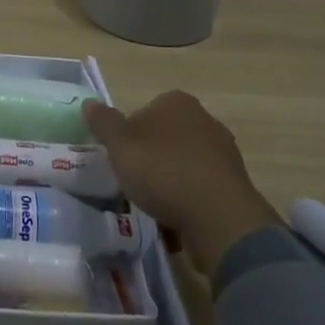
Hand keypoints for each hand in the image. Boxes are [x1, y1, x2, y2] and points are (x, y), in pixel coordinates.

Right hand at [81, 91, 283, 277]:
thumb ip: (103, 123)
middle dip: (151, 159)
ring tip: (154, 208)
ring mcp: (224, 152)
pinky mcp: (235, 185)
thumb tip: (89, 103)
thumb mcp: (120, 146)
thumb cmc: (163, 172)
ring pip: (183, 165)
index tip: (122, 160)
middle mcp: (204, 119)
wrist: (219, 219)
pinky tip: (176, 223)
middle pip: (165, 138)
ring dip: (170, 183)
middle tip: (135, 183)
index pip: (144, 112)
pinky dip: (189, 203)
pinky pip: (201, 190)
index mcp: (177, 102)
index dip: (129, 136)